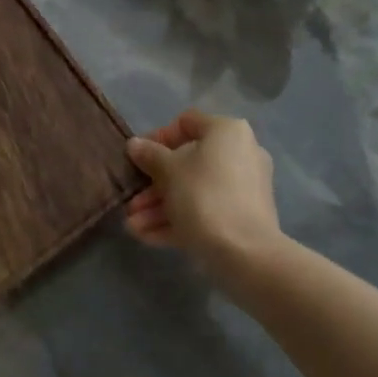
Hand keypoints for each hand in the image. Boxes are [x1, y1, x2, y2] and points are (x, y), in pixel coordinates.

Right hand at [124, 110, 285, 283]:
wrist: (246, 253)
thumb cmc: (204, 196)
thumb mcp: (168, 171)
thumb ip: (149, 155)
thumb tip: (134, 144)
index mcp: (227, 132)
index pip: (187, 123)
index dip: (158, 137)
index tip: (138, 158)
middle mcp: (240, 154)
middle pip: (187, 162)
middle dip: (154, 184)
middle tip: (131, 200)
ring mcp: (244, 188)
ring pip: (194, 191)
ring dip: (160, 206)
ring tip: (132, 226)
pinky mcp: (243, 218)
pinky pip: (206, 211)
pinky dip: (178, 220)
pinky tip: (146, 237)